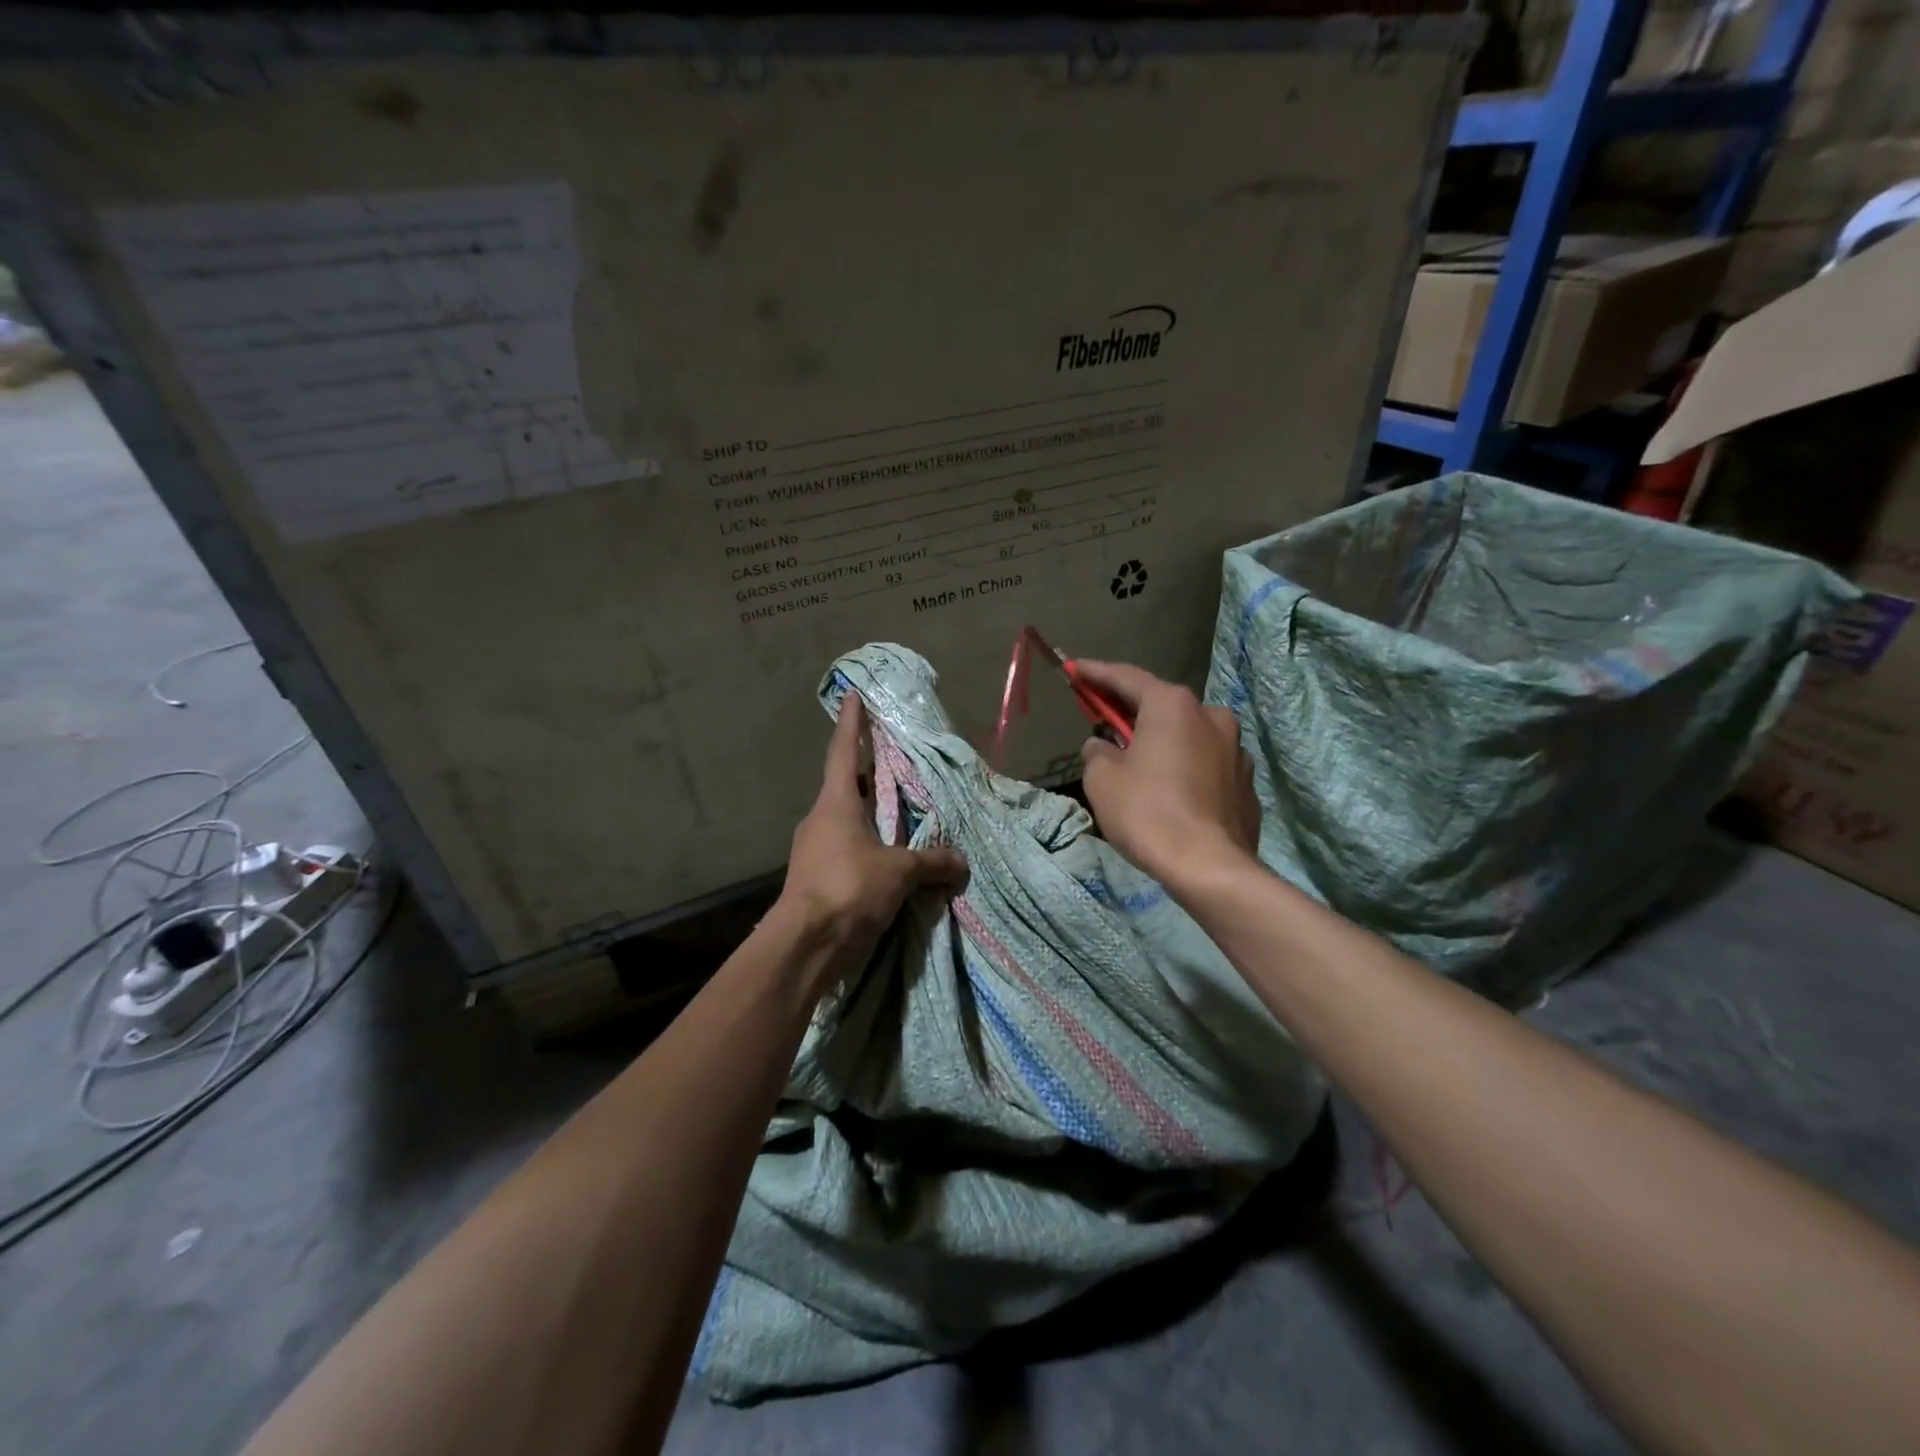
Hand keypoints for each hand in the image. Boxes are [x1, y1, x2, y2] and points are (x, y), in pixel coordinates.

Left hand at [776, 692, 967, 986]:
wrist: (805, 944)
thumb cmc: (848, 889)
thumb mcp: (898, 872)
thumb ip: (931, 862)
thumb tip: (961, 861)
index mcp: (836, 803)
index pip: (843, 751)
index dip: (851, 722)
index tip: (852, 694)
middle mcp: (821, 819)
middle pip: (846, 785)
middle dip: (868, 773)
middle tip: (893, 760)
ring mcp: (814, 849)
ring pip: (846, 820)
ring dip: (869, 814)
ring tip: (900, 813)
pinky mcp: (815, 877)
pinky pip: (846, 849)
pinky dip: (867, 846)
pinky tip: (889, 858)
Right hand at [1073, 661, 1260, 888]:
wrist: (1209, 867)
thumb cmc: (1148, 812)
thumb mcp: (1102, 778)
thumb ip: (1097, 752)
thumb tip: (1104, 746)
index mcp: (1173, 706)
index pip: (1126, 677)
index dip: (1095, 673)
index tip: (1075, 668)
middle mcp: (1211, 716)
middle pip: (1162, 706)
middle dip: (1131, 711)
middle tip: (1104, 717)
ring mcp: (1236, 750)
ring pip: (1188, 736)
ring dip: (1163, 742)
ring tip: (1141, 763)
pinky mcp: (1247, 783)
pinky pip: (1206, 766)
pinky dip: (1185, 769)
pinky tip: (1171, 791)